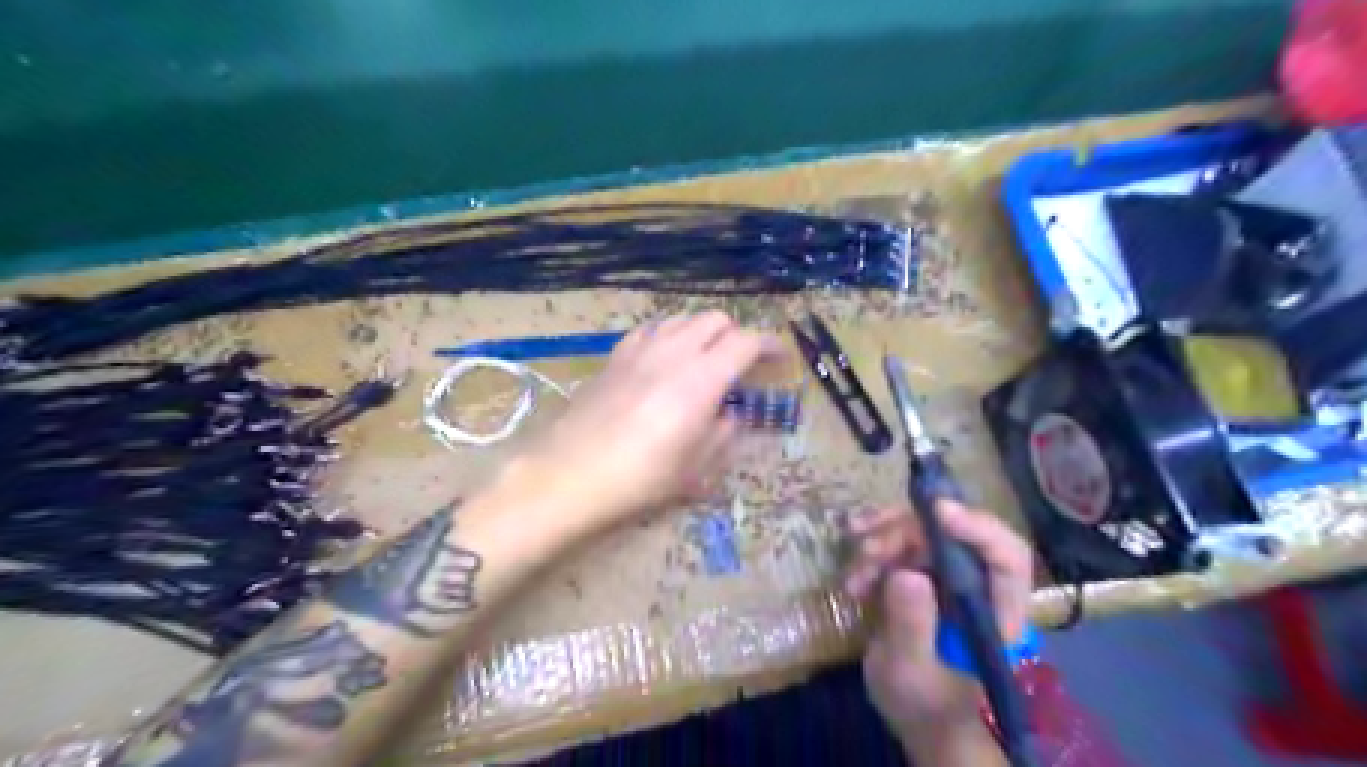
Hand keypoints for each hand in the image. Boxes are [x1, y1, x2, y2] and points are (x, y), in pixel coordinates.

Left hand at [524, 311, 774, 527]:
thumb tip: (731, 415)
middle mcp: (674, 351)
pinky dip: (669, 335)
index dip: (770, 345)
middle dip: (737, 335)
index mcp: (703, 378)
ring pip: (683, 318)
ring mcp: (641, 348)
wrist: (571, 473)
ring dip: (703, 331)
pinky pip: (651, 329)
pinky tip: (665, 358)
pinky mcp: (615, 355)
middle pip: (717, 319)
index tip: (780, 358)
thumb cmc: (641, 477)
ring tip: (705, 358)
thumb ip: (724, 434)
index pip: (747, 341)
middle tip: (741, 364)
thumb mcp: (697, 467)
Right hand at [844, 503, 1036, 761]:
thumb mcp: (911, 671)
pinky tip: (853, 577)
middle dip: (906, 533)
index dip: (977, 526)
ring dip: (882, 542)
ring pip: (921, 534)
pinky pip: (899, 545)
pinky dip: (872, 552)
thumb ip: (912, 626)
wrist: (914, 715)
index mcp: (997, 611)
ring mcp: (949, 577)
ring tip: (854, 574)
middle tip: (867, 551)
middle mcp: (978, 584)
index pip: (1006, 555)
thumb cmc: (924, 704)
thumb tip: (907, 574)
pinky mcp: (923, 574)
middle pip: (953, 534)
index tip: (936, 511)